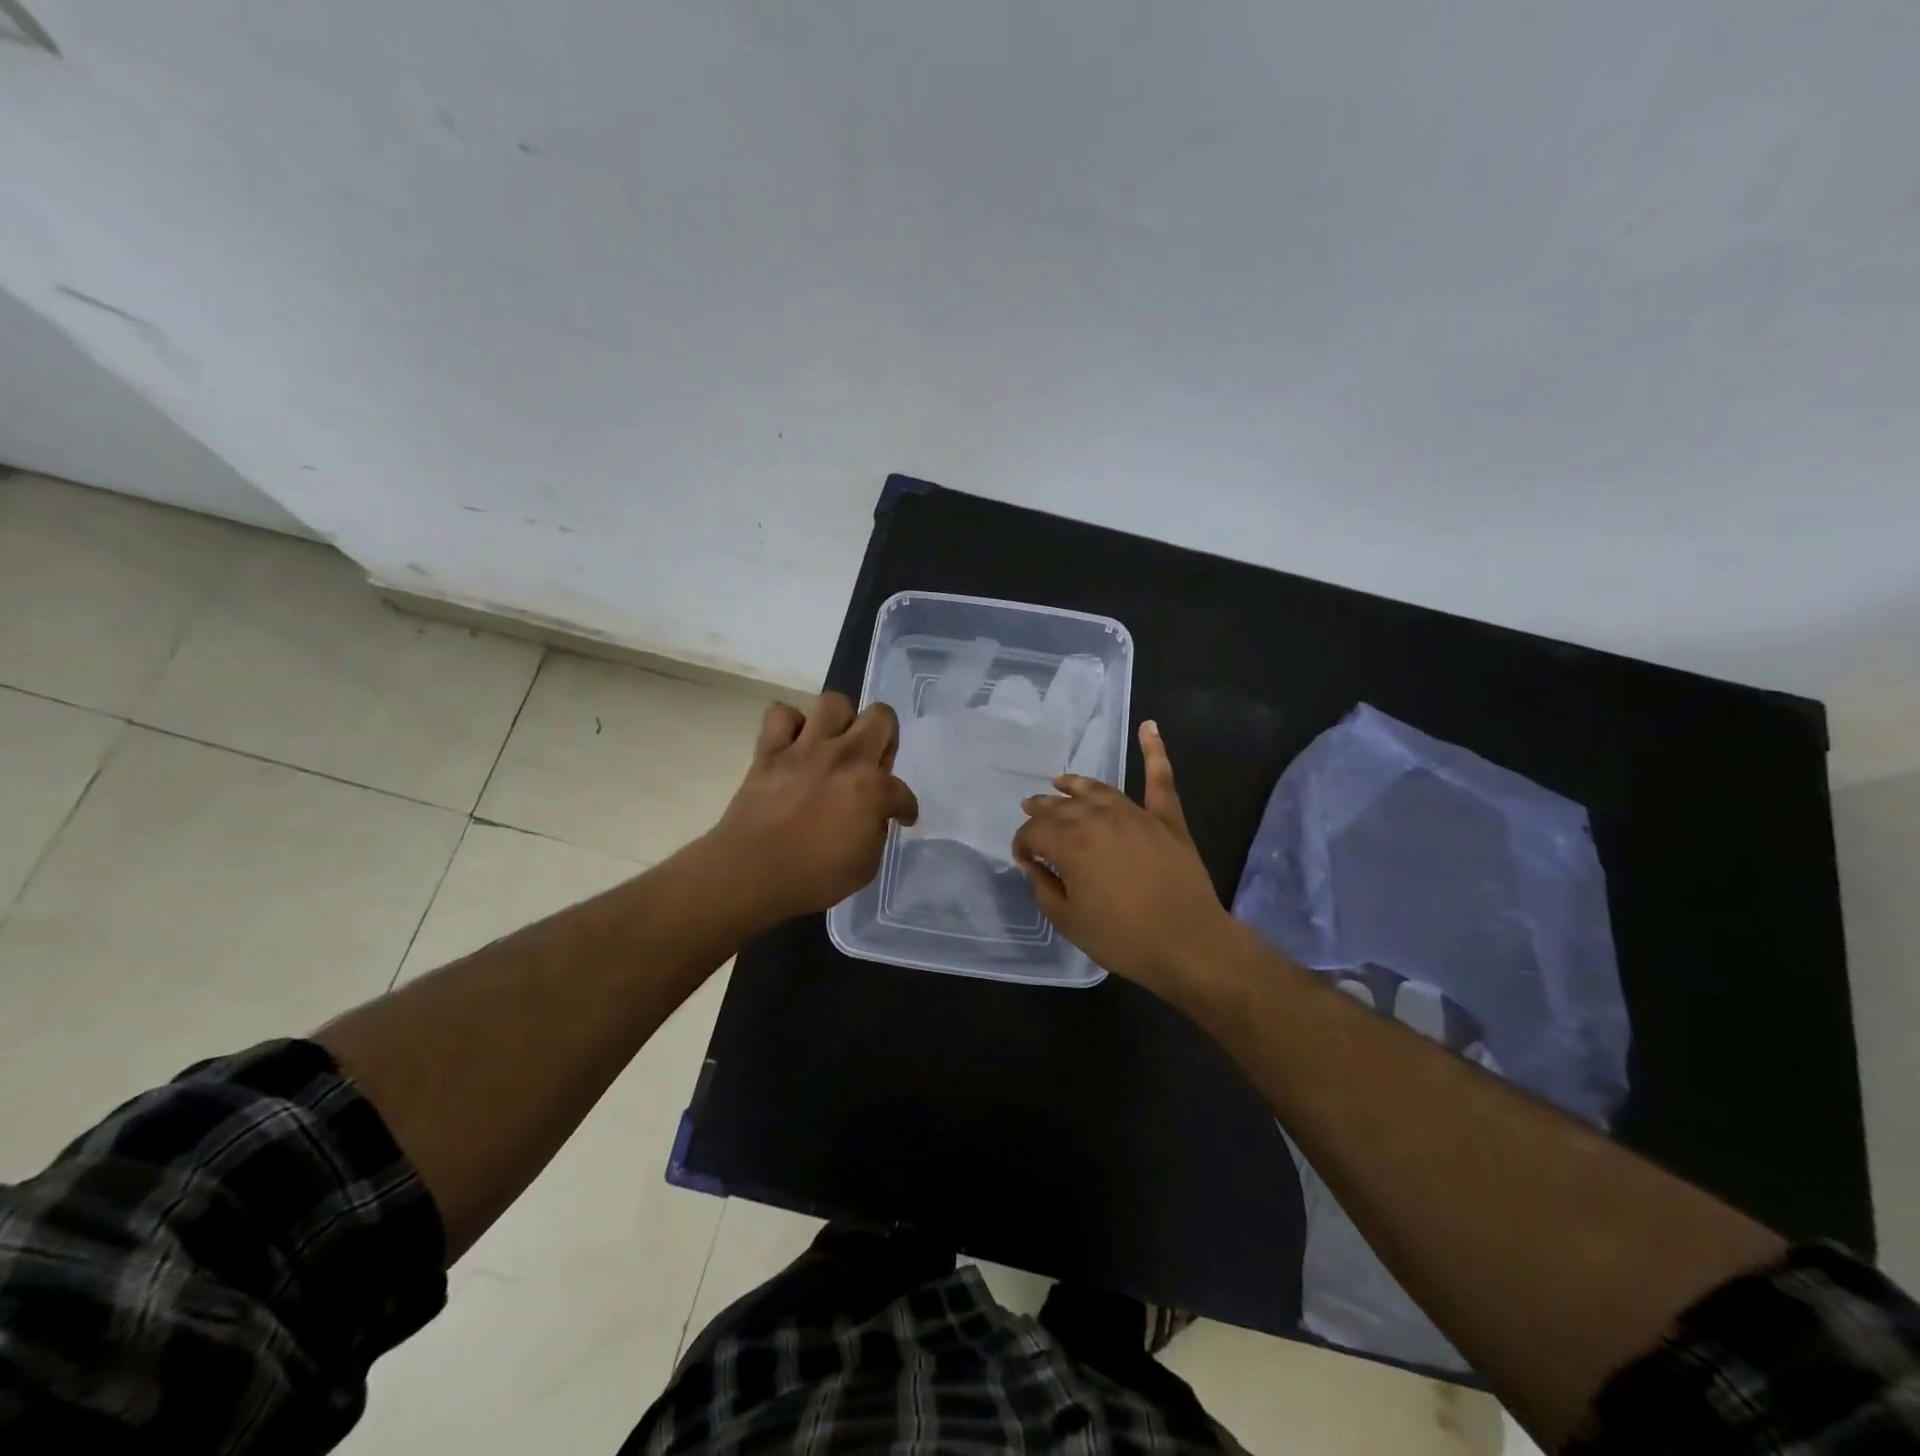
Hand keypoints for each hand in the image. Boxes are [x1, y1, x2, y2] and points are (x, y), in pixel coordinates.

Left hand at [704, 692, 918, 926]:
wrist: (749, 875)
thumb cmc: (812, 878)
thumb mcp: (865, 866)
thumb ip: (876, 831)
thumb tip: (874, 815)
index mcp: (872, 788)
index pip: (903, 790)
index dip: (905, 807)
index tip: (900, 817)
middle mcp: (844, 757)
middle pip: (880, 716)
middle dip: (886, 736)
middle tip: (873, 762)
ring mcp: (805, 749)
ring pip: (833, 703)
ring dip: (840, 722)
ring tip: (835, 744)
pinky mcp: (770, 751)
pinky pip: (780, 715)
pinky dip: (790, 725)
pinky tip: (795, 745)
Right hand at [1013, 721, 1235, 1000]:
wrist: (1188, 943)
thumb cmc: (1122, 937)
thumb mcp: (1068, 921)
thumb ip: (1043, 888)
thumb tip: (1032, 864)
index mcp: (1069, 843)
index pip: (1033, 832)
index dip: (1022, 844)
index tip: (1023, 858)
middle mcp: (1097, 818)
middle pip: (1060, 806)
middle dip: (1040, 809)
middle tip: (1030, 812)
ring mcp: (1135, 814)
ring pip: (1097, 789)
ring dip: (1075, 783)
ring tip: (1061, 781)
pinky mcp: (1167, 819)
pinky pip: (1160, 779)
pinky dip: (1154, 751)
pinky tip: (1149, 726)